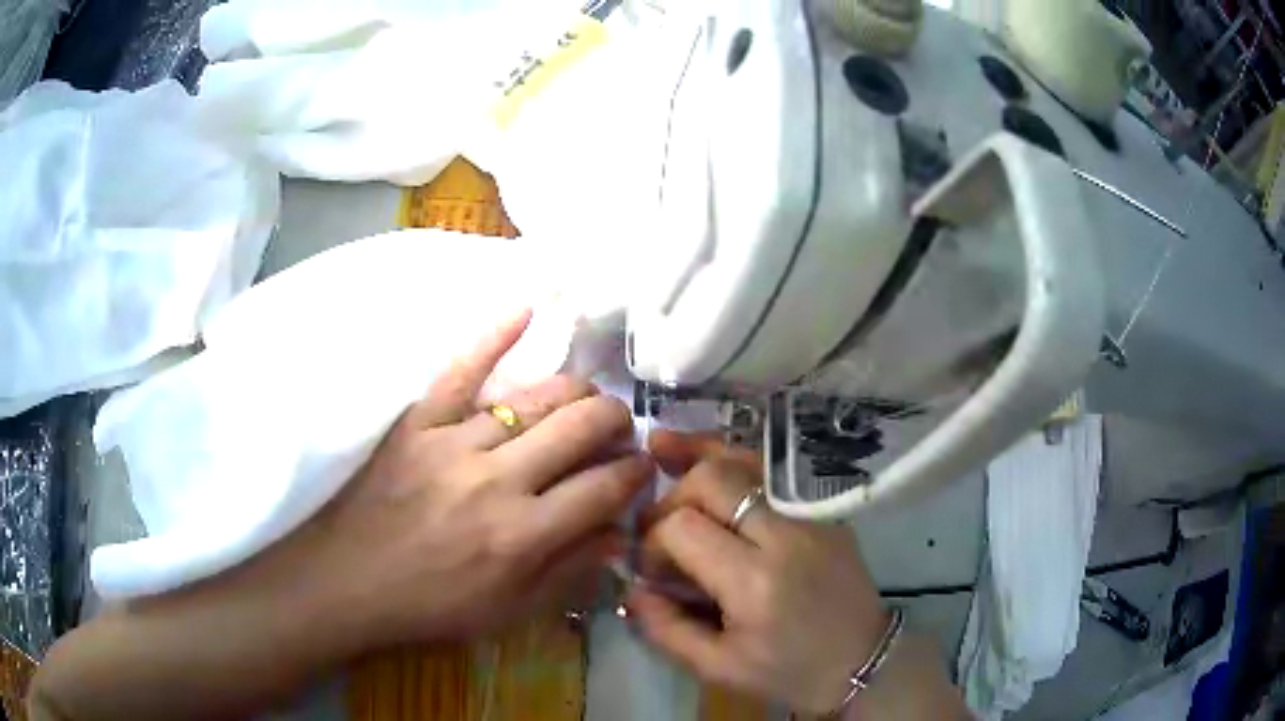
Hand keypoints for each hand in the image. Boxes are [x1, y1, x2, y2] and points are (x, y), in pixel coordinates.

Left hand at [266, 309, 652, 650]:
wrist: (348, 582)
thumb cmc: (432, 606)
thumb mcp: (510, 612)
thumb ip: (570, 573)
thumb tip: (619, 533)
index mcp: (523, 536)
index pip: (605, 487)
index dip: (636, 474)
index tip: (643, 469)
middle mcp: (497, 481)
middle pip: (580, 427)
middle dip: (616, 422)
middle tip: (620, 430)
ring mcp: (453, 443)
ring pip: (534, 397)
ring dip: (575, 392)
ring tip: (586, 399)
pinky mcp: (417, 422)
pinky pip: (461, 369)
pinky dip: (494, 336)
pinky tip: (525, 310)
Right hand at [628, 431, 887, 715]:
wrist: (863, 659)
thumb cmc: (789, 672)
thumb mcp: (718, 668)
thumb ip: (666, 629)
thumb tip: (632, 587)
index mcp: (754, 583)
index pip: (684, 527)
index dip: (653, 541)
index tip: (652, 568)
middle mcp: (784, 535)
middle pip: (712, 480)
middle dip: (672, 496)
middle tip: (659, 527)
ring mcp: (810, 514)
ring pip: (744, 460)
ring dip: (698, 458)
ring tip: (661, 448)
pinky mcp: (823, 508)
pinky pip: (770, 472)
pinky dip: (733, 463)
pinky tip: (708, 461)